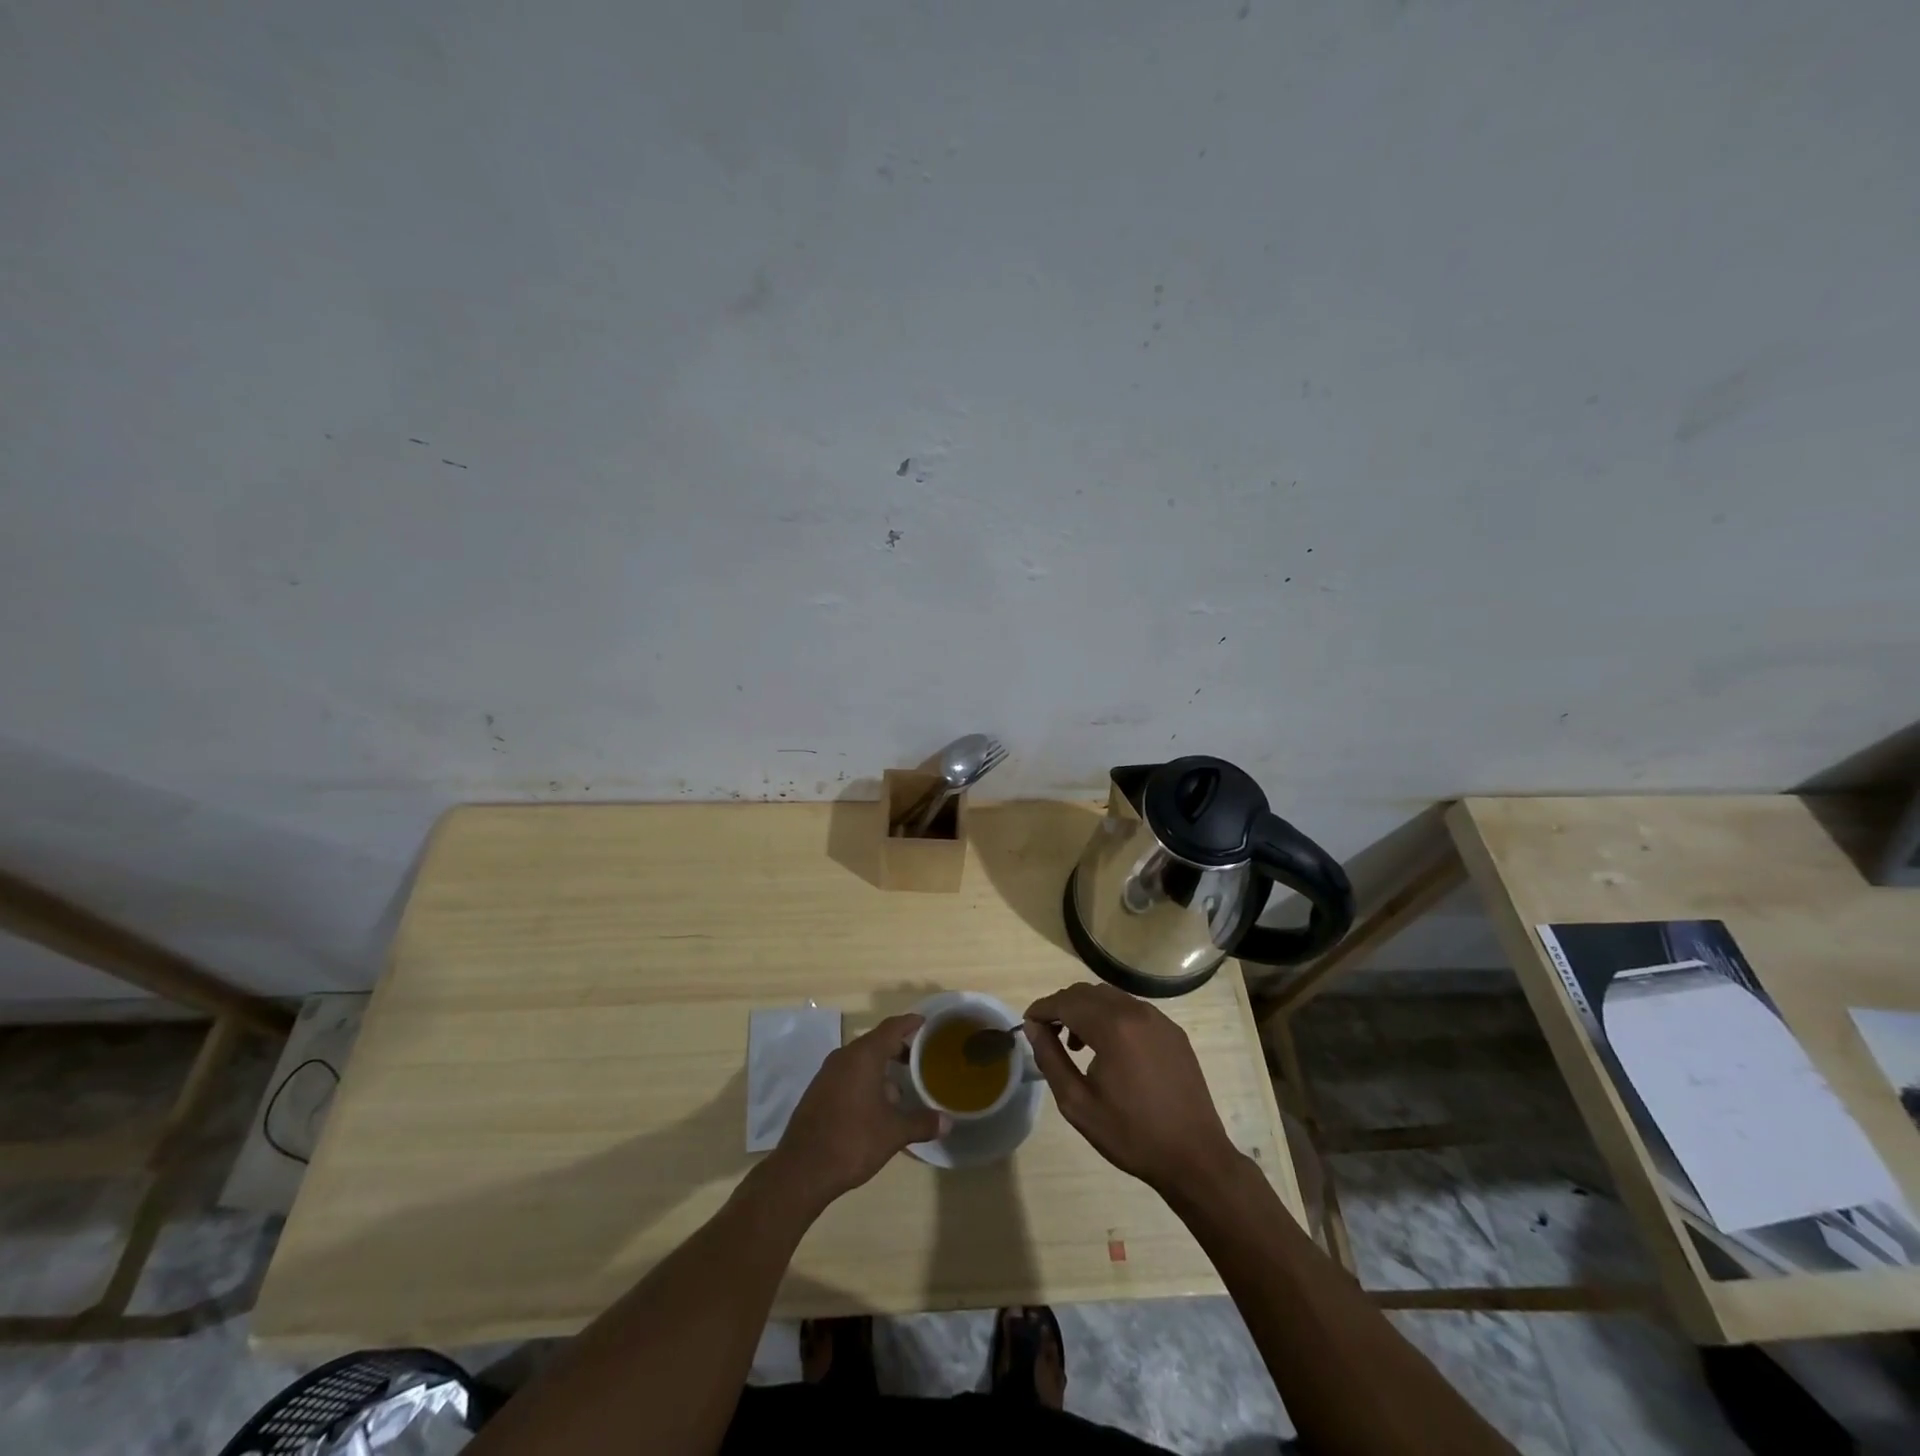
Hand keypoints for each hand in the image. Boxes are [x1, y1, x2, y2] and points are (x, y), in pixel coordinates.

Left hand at [770, 1013, 944, 1208]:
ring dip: (880, 1069)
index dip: (910, 1023)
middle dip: (897, 1048)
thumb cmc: (852, 1141)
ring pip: (860, 1061)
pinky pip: (847, 1075)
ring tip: (900, 1088)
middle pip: (875, 1042)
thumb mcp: (893, 1133)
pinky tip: (875, 1105)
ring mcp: (827, 1074)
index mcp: (864, 1056)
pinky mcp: (818, 1092)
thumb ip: (921, 1123)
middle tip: (919, 1058)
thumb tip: (947, 1121)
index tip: (925, 1022)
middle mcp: (844, 1057)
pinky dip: (865, 1081)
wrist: (801, 1169)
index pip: (891, 1028)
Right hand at [1025, 983, 1241, 1193]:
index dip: (1043, 1008)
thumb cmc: (1131, 1134)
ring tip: (1078, 1044)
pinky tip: (1111, 1049)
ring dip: (1087, 1010)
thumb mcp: (1078, 1103)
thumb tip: (1033, 1027)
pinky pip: (1133, 1010)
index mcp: (1112, 1027)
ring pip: (1111, 998)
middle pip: (1088, 992)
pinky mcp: (1173, 1031)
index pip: (1066, 1001)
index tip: (1028, 1023)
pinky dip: (1112, 1017)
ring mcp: (1159, 1019)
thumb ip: (1050, 1059)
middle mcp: (1136, 1012)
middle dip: (1063, 1006)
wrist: (1194, 1157)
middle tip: (1049, 1034)